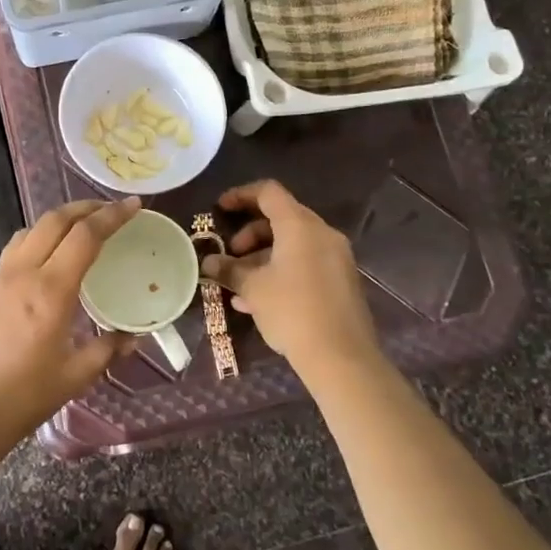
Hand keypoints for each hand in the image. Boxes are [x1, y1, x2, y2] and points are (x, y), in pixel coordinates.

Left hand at [0, 198, 141, 451]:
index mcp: (50, 290)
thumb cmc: (22, 398)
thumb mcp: (74, 377)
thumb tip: (132, 337)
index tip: (133, 206)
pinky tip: (45, 260)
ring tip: (78, 228)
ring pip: (29, 231)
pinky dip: (36, 240)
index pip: (85, 236)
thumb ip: (106, 350)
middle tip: (109, 210)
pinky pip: (13, 251)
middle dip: (84, 207)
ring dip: (57, 220)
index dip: (111, 216)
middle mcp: (22, 274)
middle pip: (54, 220)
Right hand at [201, 180, 379, 379]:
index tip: (220, 209)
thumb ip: (229, 270)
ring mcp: (336, 258)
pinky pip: (305, 264)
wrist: (341, 357)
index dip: (241, 195)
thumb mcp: (253, 289)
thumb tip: (208, 262)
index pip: (269, 193)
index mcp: (300, 226)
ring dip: (263, 257)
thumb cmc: (292, 311)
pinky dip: (281, 271)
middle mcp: (322, 234)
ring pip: (293, 244)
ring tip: (240, 284)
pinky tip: (259, 301)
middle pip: (281, 219)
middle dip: (250, 234)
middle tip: (231, 256)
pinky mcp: (341, 281)